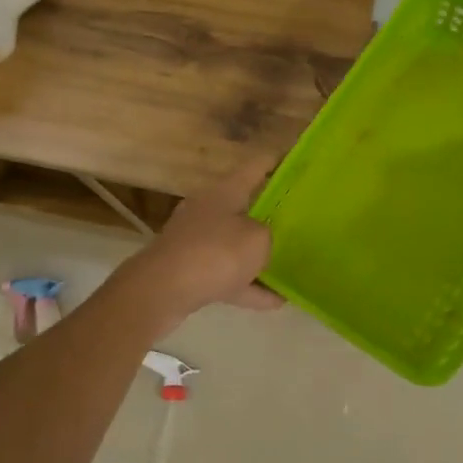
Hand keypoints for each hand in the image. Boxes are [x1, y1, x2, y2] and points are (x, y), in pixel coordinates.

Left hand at [123, 154, 284, 326]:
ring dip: (259, 256)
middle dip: (271, 214)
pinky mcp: (190, 272)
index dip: (276, 162)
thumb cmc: (215, 253)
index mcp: (224, 192)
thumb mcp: (257, 239)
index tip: (297, 161)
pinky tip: (276, 301)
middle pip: (244, 206)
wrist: (162, 290)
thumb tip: (264, 238)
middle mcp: (207, 210)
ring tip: (292, 265)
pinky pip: (228, 276)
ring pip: (235, 245)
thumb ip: (269, 235)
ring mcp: (196, 242)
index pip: (255, 167)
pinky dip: (249, 287)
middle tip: (300, 219)